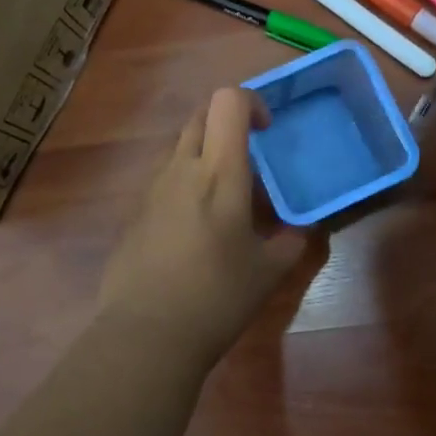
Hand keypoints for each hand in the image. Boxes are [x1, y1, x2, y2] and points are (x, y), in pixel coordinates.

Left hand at [97, 88, 306, 363]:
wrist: (146, 334)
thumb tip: (300, 229)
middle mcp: (181, 169)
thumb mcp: (267, 272)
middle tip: (249, 157)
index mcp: (219, 173)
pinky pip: (164, 178)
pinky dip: (185, 182)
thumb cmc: (216, 297)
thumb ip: (290, 242)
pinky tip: (196, 227)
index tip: (267, 132)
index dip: (250, 102)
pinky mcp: (135, 211)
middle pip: (200, 115)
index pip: (227, 101)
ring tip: (225, 196)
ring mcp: (152, 188)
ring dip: (205, 153)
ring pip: (180, 146)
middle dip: (227, 122)